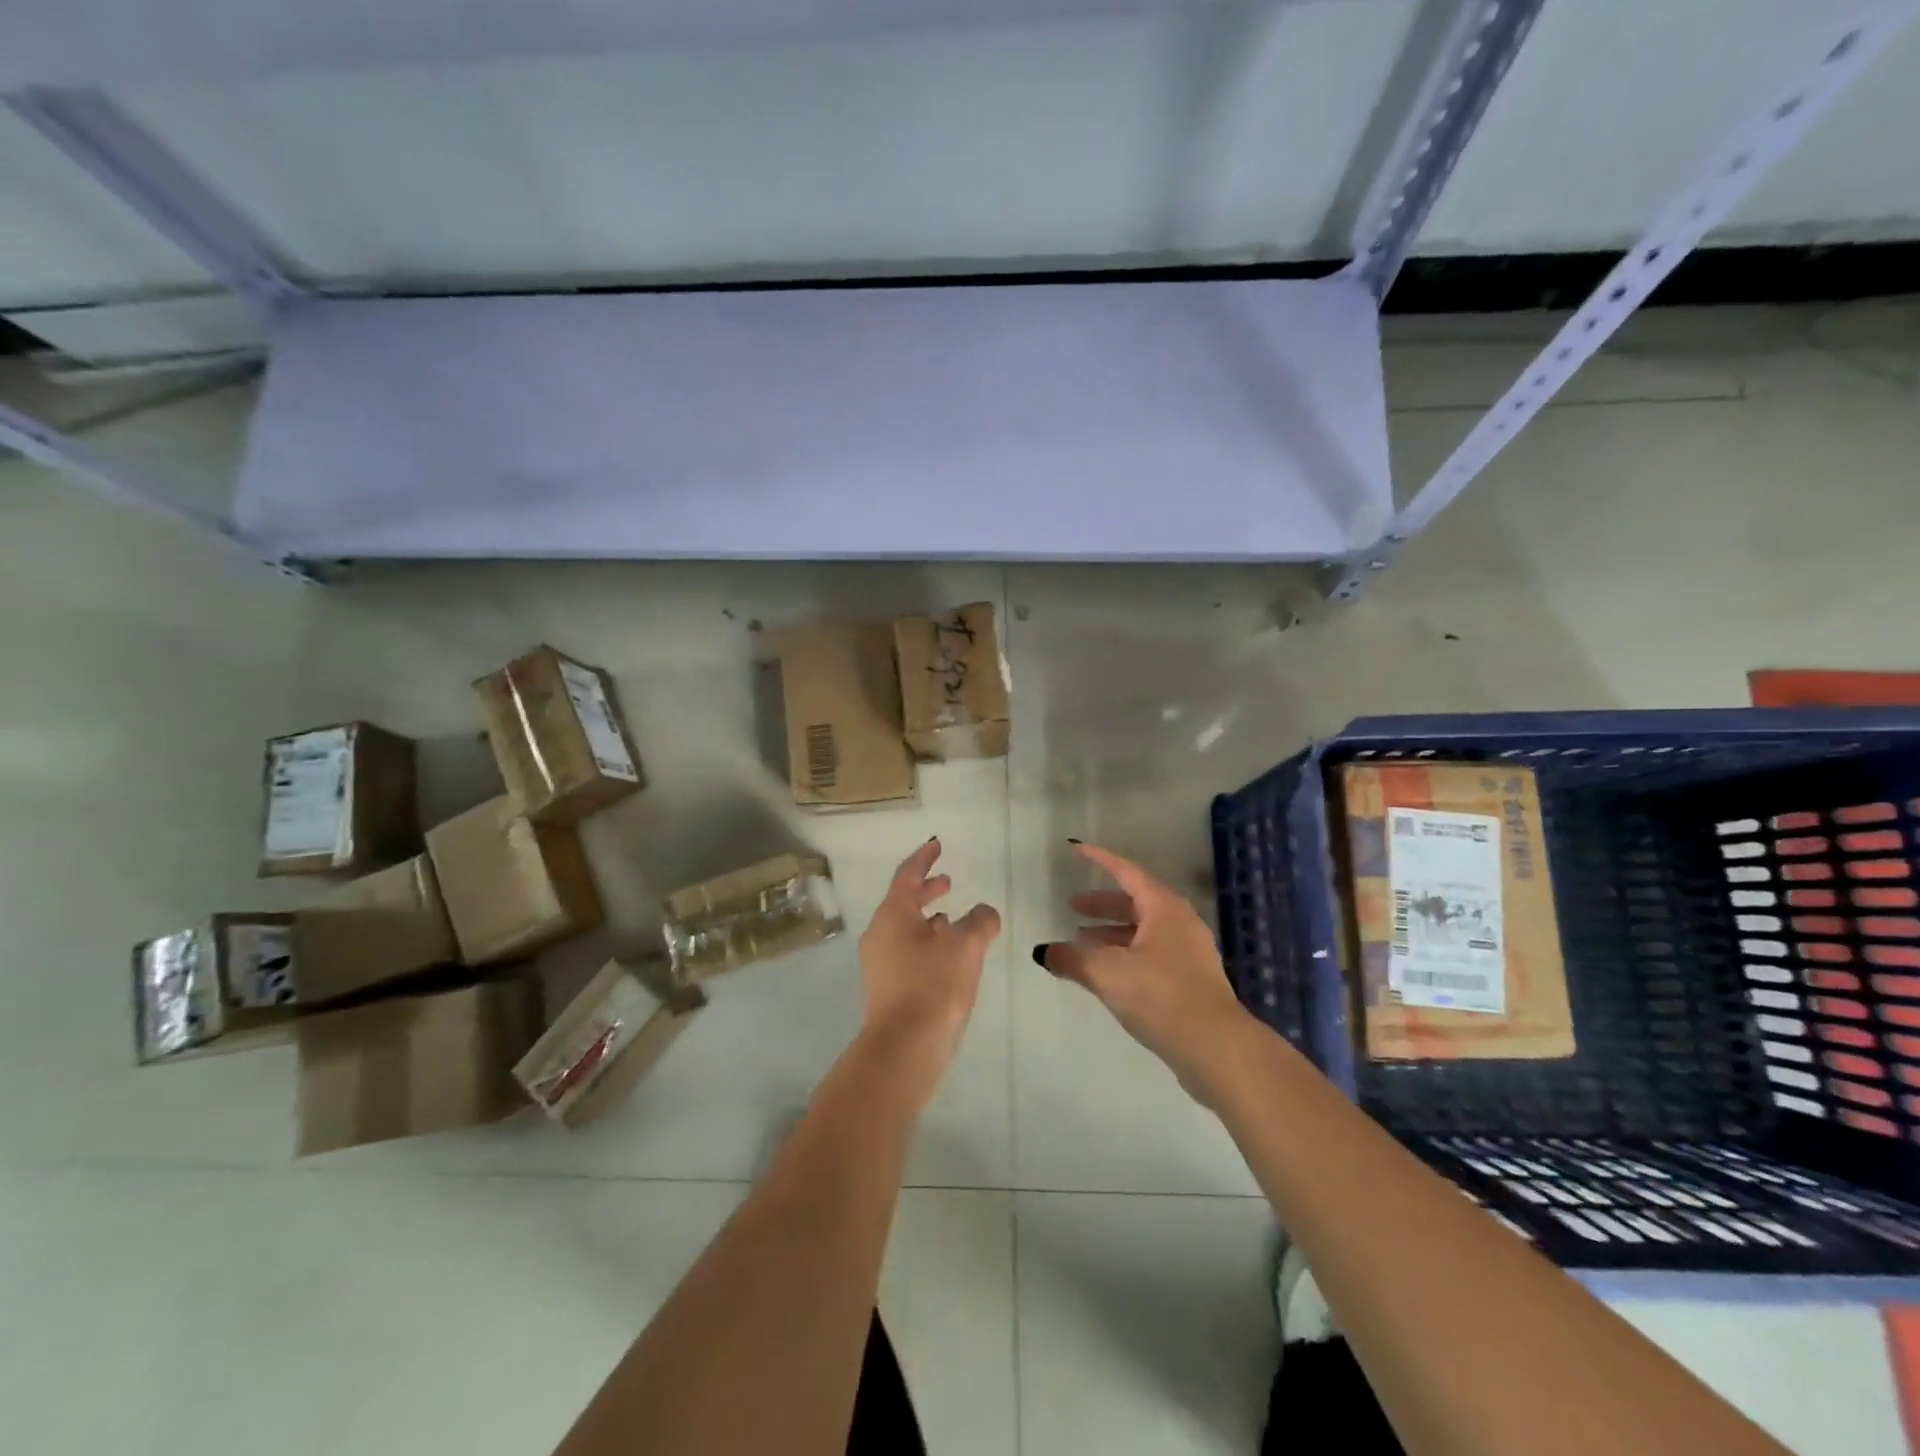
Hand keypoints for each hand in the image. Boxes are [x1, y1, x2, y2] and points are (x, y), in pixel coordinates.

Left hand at [858, 838, 1001, 1092]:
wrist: (905, 1048)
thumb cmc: (934, 986)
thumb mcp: (966, 947)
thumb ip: (980, 921)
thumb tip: (984, 913)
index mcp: (893, 914)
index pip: (907, 874)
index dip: (924, 858)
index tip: (936, 844)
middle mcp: (880, 933)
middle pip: (903, 901)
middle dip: (927, 889)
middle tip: (947, 881)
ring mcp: (879, 963)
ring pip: (905, 928)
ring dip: (928, 919)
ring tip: (953, 918)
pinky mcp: (887, 988)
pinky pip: (907, 951)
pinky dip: (926, 943)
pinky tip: (947, 956)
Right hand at [1036, 842, 1249, 1090]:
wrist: (1216, 1048)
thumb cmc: (1160, 995)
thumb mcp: (1107, 973)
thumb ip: (1072, 959)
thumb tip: (1043, 952)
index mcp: (1164, 908)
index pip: (1126, 872)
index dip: (1099, 860)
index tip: (1076, 850)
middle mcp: (1180, 923)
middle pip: (1136, 902)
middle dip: (1103, 904)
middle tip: (1074, 906)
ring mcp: (1189, 953)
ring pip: (1143, 931)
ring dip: (1112, 933)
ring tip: (1081, 943)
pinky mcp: (1190, 981)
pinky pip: (1151, 954)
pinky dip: (1125, 954)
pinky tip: (1107, 974)